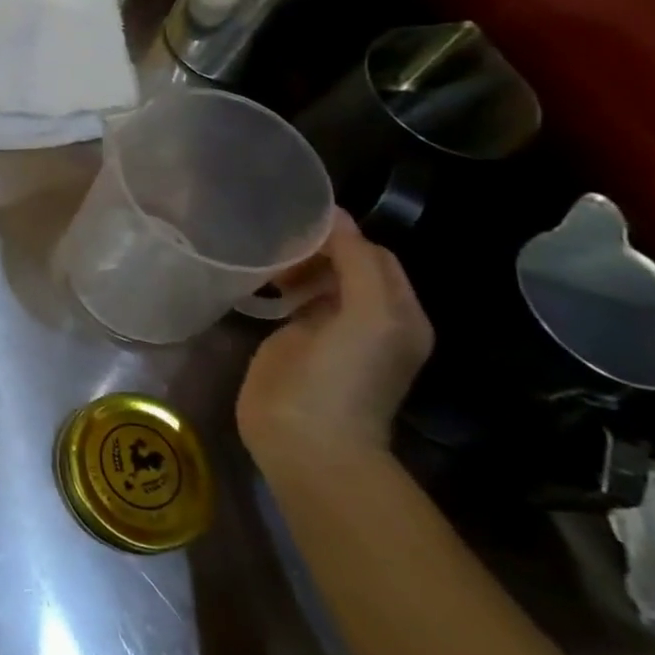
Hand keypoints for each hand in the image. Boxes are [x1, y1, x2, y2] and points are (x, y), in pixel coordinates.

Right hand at [236, 211, 433, 472]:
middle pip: (345, 263)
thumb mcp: (369, 315)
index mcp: (397, 311)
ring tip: (265, 256)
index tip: (298, 219)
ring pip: (316, 278)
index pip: (373, 254)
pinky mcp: (294, 341)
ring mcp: (329, 330)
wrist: (306, 440)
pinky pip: (292, 299)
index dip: (341, 234)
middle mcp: (369, 317)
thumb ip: (357, 261)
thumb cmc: (344, 377)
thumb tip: (333, 214)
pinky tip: (258, 279)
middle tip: (276, 238)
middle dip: (315, 245)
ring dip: (294, 262)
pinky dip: (278, 282)